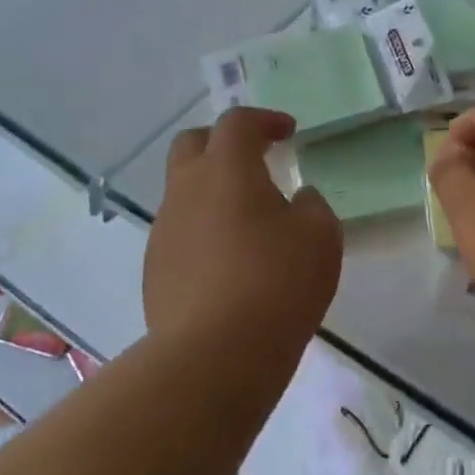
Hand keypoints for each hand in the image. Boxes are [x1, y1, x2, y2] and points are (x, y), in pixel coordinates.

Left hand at [144, 107, 343, 354]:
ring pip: (182, 190)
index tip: (287, 133)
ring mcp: (164, 230)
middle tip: (254, 159)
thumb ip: (312, 206)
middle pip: (192, 144)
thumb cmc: (277, 282)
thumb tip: (298, 200)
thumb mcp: (320, 236)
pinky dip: (203, 229)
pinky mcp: (154, 268)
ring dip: (212, 190)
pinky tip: (228, 261)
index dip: (264, 120)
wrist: (214, 354)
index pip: (237, 123)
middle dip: (222, 143)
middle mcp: (186, 189)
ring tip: (247, 220)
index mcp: (226, 169)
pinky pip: (179, 231)